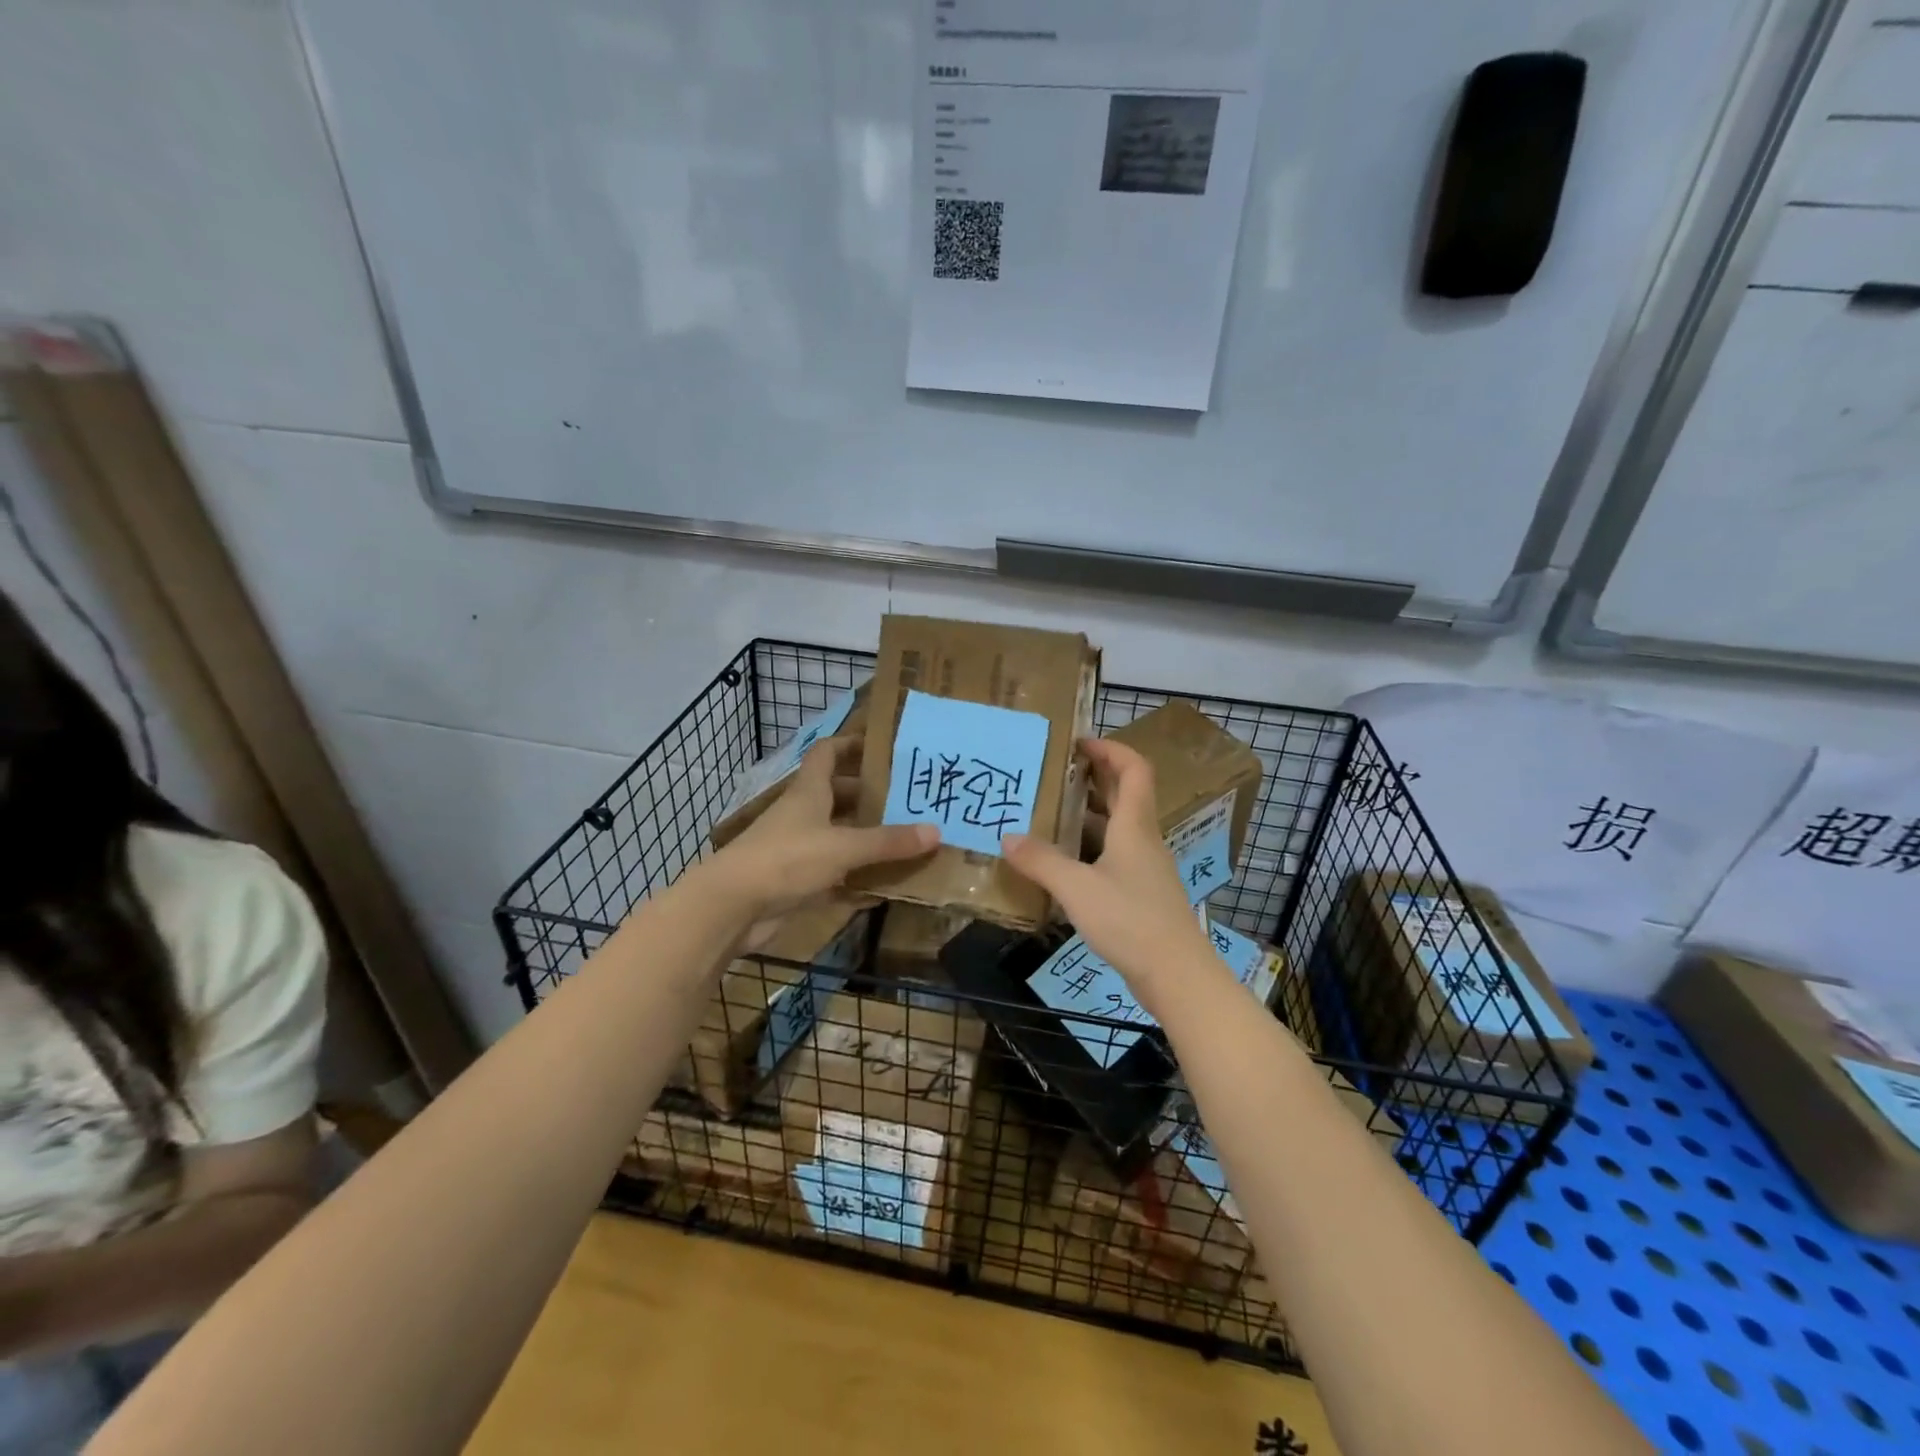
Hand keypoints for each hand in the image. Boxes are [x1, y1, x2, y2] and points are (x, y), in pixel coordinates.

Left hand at [699, 738, 937, 931]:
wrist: (731, 907)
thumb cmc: (786, 860)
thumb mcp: (843, 847)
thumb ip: (888, 841)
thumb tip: (936, 831)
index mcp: (809, 792)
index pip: (827, 753)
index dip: (852, 744)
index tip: (883, 747)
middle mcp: (803, 815)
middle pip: (839, 796)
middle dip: (871, 797)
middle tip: (909, 801)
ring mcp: (798, 850)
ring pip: (839, 837)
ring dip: (867, 839)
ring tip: (907, 840)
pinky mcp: (796, 882)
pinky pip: (835, 875)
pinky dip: (857, 879)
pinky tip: (885, 887)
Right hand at [1001, 737, 1220, 1015]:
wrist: (1177, 975)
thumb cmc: (1130, 920)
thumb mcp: (1077, 888)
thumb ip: (1042, 861)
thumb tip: (1008, 837)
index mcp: (1134, 826)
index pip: (1134, 769)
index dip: (1111, 749)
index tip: (1079, 743)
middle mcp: (1143, 840)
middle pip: (1126, 794)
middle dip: (1095, 777)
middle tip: (1056, 773)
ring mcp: (1145, 869)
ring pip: (1119, 827)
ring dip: (1090, 813)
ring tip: (1051, 813)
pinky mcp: (1142, 895)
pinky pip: (1115, 855)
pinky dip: (1091, 847)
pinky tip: (1066, 863)